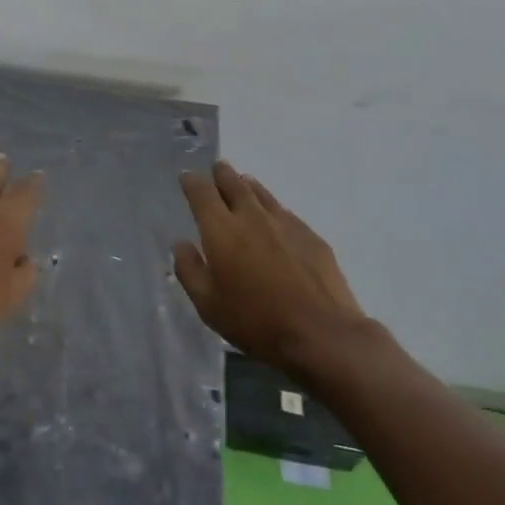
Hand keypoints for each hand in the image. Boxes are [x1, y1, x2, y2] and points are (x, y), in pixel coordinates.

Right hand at [174, 162, 368, 379]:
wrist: (323, 334)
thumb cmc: (256, 321)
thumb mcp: (209, 306)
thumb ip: (189, 270)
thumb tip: (181, 244)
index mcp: (221, 230)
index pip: (202, 193)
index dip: (192, 181)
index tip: (187, 178)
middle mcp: (251, 217)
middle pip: (233, 183)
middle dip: (221, 174)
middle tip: (217, 169)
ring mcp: (285, 223)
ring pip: (261, 193)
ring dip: (247, 185)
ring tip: (243, 183)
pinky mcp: (311, 236)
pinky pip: (285, 212)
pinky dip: (272, 208)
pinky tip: (275, 219)